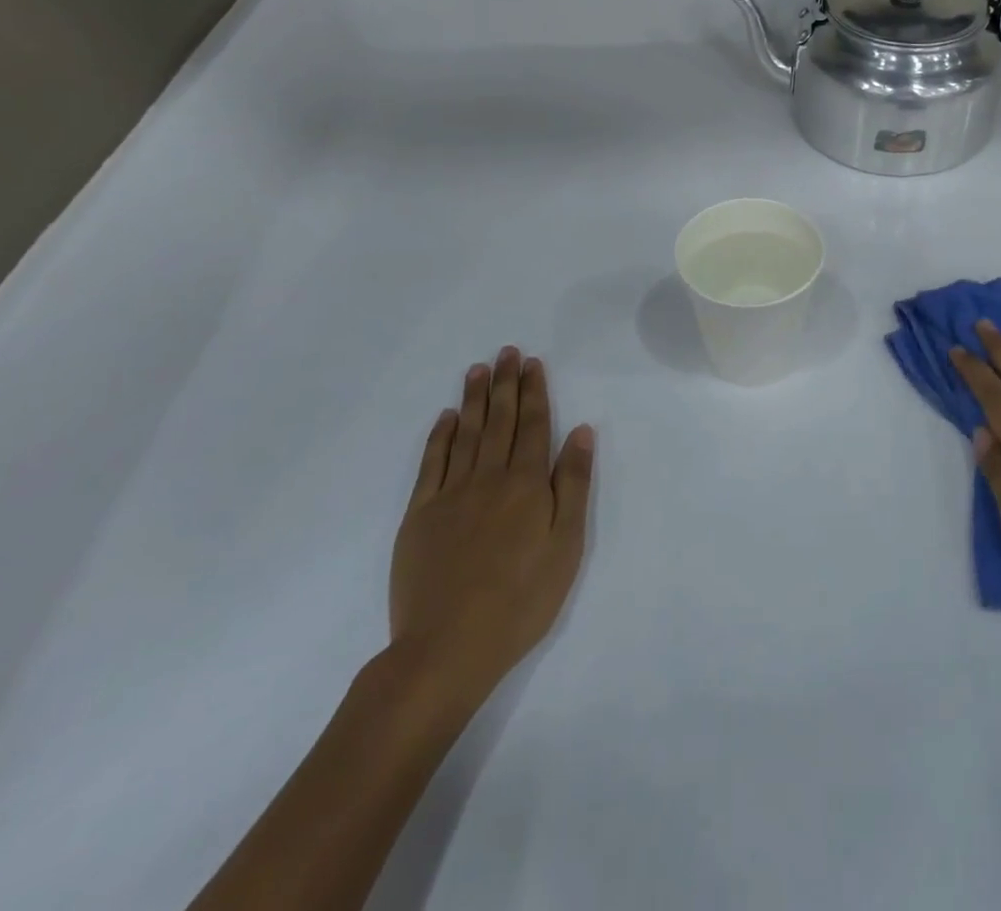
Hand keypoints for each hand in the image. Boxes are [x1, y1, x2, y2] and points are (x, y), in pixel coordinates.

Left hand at [385, 348, 594, 738]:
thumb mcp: (566, 545)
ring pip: (465, 434)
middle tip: (507, 352)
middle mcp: (488, 478)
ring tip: (478, 369)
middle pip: (499, 420)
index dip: (534, 391)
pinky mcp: (420, 515)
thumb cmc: (521, 600)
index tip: (532, 363)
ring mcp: (450, 494)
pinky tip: (446, 418)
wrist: (447, 648)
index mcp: (526, 484)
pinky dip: (439, 436)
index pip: (533, 425)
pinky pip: (431, 463)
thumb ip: (572, 484)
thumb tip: (580, 431)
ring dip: (473, 399)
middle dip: (505, 384)